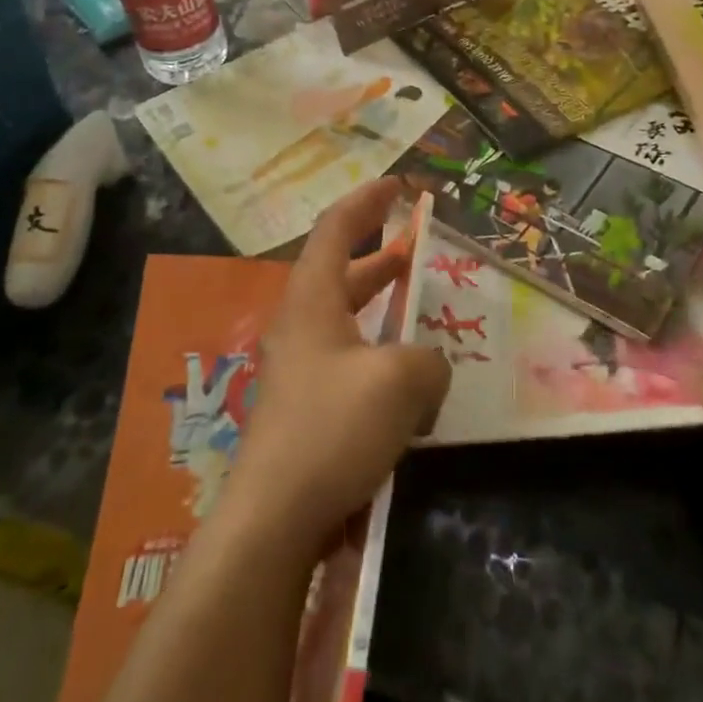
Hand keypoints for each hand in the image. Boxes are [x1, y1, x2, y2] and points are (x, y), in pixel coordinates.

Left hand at [223, 179, 450, 554]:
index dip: (367, 201)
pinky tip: (407, 374)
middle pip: (340, 269)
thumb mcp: (399, 382)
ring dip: (380, 302)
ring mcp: (300, 366)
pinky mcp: (306, 405)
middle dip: (379, 253)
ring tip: (417, 301)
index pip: (337, 229)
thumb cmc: (332, 429)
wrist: (274, 517)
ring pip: (345, 315)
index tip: (398, 185)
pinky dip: (378, 347)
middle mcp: (301, 323)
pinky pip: (348, 357)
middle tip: (417, 246)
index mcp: (313, 298)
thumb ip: (428, 360)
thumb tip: (429, 367)